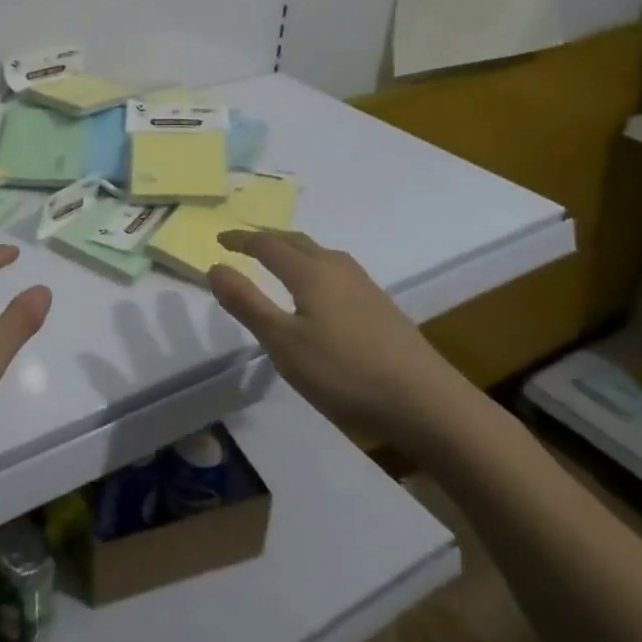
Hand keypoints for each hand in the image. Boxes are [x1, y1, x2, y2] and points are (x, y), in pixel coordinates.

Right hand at [208, 230, 477, 454]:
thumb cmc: (344, 372)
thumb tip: (215, 266)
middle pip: (297, 241)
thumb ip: (247, 303)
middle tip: (245, 244)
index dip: (241, 240)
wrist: (426, 402)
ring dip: (294, 250)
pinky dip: (315, 267)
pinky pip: (337, 271)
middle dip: (267, 239)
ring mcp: (364, 286)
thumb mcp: (283, 343)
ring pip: (321, 254)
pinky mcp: (381, 306)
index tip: (220, 240)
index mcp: (310, 273)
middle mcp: (337, 269)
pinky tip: (322, 291)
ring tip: (280, 260)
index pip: (268, 245)